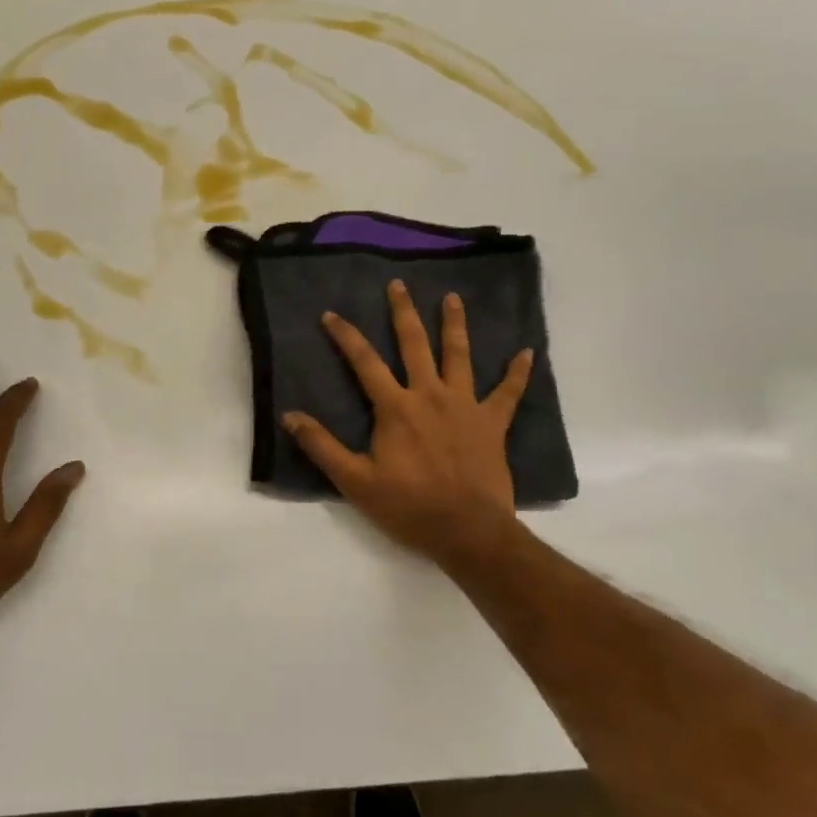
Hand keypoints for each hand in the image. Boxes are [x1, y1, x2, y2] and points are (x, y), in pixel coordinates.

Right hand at [282, 280, 532, 572]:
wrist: (468, 531)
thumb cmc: (409, 506)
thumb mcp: (355, 481)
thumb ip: (322, 446)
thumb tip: (289, 416)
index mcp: (396, 407)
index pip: (365, 362)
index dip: (346, 336)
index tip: (331, 314)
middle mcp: (430, 395)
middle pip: (414, 344)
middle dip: (404, 312)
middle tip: (399, 285)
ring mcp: (465, 405)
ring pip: (459, 356)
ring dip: (455, 325)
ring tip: (453, 298)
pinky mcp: (492, 423)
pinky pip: (509, 393)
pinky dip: (518, 373)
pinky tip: (527, 352)